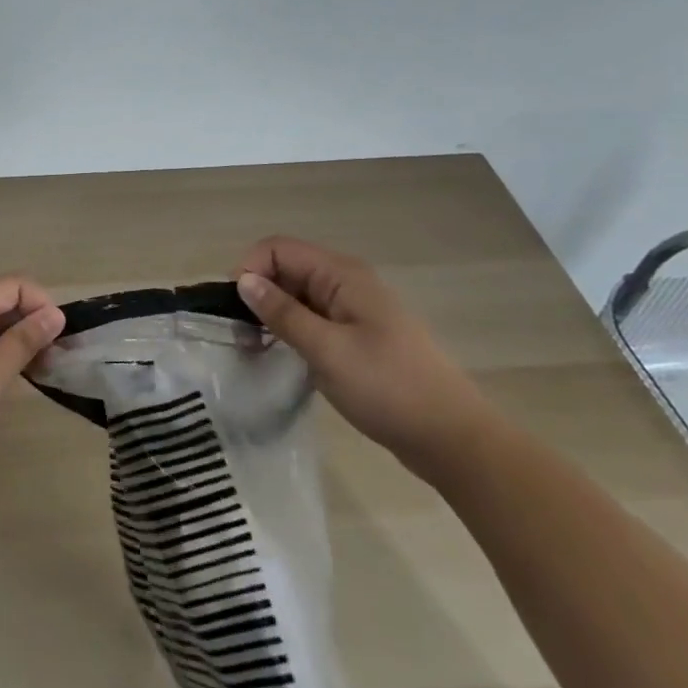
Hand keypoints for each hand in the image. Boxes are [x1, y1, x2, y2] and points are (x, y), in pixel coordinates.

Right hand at [235, 237, 495, 478]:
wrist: (452, 438)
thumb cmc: (388, 388)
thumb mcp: (327, 350)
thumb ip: (283, 313)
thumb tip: (243, 280)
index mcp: (342, 275)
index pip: (278, 249)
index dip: (250, 270)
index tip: (235, 310)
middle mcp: (346, 283)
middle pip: (286, 268)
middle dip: (257, 292)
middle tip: (239, 334)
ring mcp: (353, 310)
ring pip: (297, 295)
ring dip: (272, 314)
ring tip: (254, 348)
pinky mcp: (356, 336)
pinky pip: (312, 318)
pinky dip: (291, 330)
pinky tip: (281, 356)